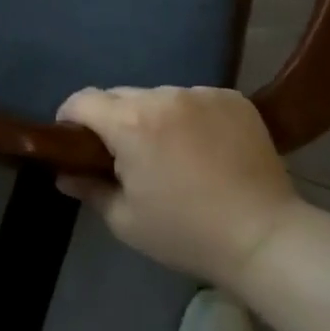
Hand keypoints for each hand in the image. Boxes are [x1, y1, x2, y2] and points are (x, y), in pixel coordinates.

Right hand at [56, 86, 298, 287]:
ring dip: (156, 118)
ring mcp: (201, 93)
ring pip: (161, 97)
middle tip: (128, 157)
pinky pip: (196, 100)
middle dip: (115, 120)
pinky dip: (192, 117)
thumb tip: (64, 174)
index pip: (83, 100)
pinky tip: (207, 148)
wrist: (264, 237)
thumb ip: (89, 189)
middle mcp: (163, 96)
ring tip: (175, 154)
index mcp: (130, 123)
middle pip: (122, 96)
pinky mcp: (232, 98)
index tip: (75, 141)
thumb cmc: (186, 233)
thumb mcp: (126, 221)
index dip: (70, 117)